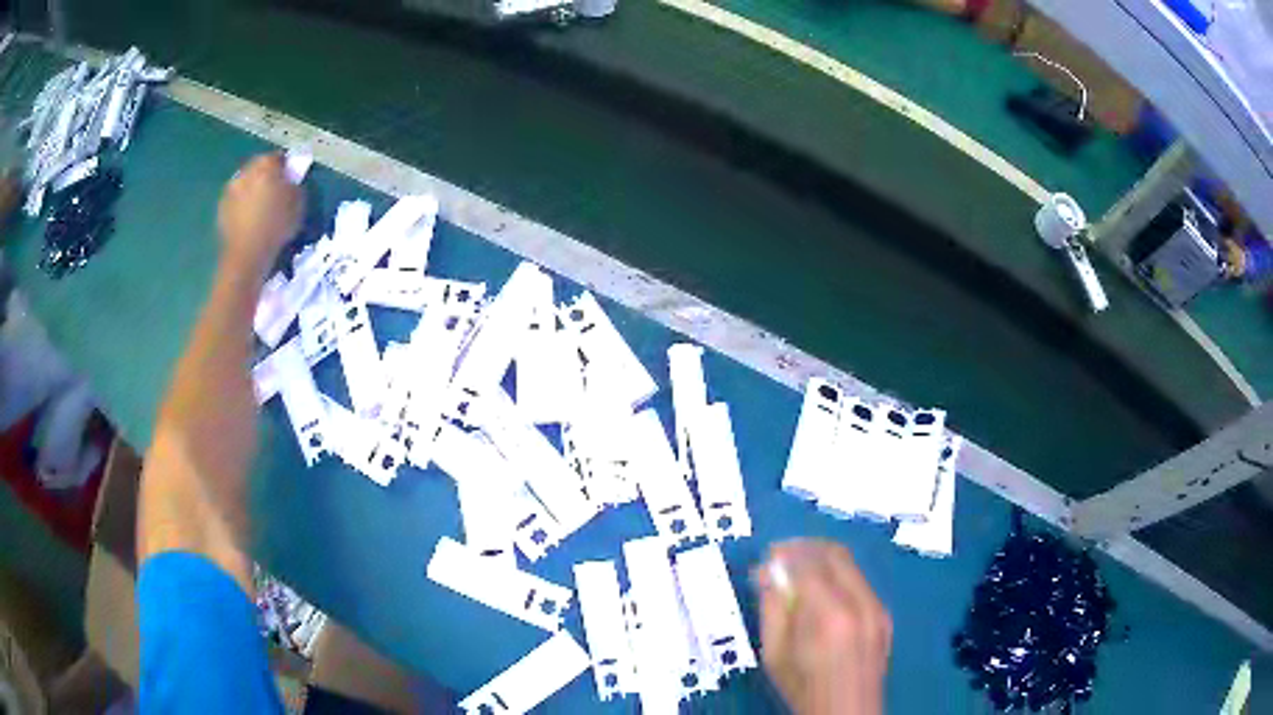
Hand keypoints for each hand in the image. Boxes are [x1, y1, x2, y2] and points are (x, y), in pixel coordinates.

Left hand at [217, 153, 302, 272]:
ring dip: (252, 190)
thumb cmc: (276, 226)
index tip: (290, 180)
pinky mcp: (221, 208)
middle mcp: (246, 171)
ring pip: (245, 183)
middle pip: (259, 167)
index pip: (279, 157)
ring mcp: (231, 189)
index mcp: (266, 165)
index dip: (286, 167)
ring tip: (259, 208)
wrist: (246, 255)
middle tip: (274, 193)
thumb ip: (294, 186)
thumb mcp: (298, 204)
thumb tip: (289, 182)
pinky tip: (248, 220)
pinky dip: (241, 205)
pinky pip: (235, 200)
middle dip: (266, 177)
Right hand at [755, 540, 891, 714]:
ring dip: (823, 560)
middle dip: (806, 548)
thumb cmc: (803, 687)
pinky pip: (860, 582)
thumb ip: (771, 609)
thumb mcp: (775, 653)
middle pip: (835, 554)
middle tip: (783, 556)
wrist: (846, 711)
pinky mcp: (884, 614)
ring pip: (851, 565)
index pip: (808, 564)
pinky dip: (839, 576)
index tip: (768, 557)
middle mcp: (860, 603)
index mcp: (829, 615)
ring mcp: (877, 608)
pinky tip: (822, 593)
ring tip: (800, 573)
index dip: (786, 554)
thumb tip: (767, 573)